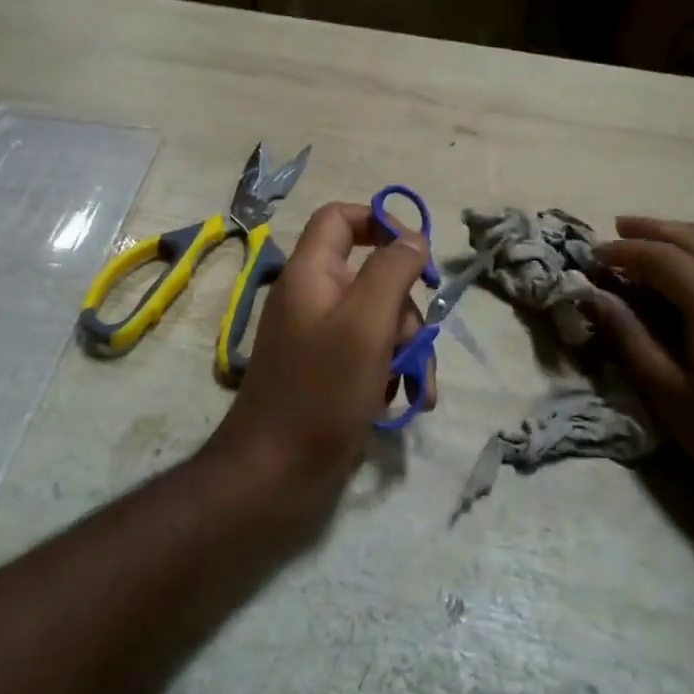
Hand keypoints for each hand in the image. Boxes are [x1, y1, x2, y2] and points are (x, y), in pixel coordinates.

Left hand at [205, 202, 434, 503]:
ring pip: (379, 319)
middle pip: (372, 275)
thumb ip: (392, 271)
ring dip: (407, 348)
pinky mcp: (329, 371)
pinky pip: (371, 353)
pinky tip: (408, 400)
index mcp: (311, 273)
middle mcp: (313, 298)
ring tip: (419, 386)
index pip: (340, 218)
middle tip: (416, 342)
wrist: (274, 476)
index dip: (379, 221)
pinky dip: (393, 370)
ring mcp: (320, 337)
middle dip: (405, 308)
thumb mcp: (366, 323)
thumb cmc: (322, 391)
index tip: (417, 252)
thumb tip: (413, 238)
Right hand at [590, 217, 693, 516]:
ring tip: (660, 234)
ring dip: (687, 231)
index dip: (623, 251)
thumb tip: (596, 297)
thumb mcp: (669, 393)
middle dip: (652, 230)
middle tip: (618, 227)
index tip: (594, 255)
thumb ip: (629, 338)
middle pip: (693, 237)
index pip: (659, 256)